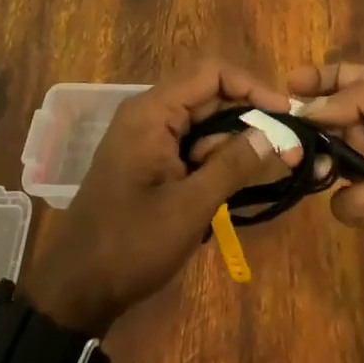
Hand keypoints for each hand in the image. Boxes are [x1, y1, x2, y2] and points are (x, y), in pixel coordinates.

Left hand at [24, 59, 298, 333]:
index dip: (252, 86)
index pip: (211, 73)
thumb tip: (277, 133)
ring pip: (205, 123)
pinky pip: (192, 145)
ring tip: (271, 169)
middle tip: (287, 148)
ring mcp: (148, 137)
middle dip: (250, 118)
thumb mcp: (190, 206)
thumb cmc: (131, 244)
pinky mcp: (151, 161)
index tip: (286, 114)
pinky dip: (218, 159)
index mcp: (152, 111)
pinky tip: (240, 182)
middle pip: (210, 96)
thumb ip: (234, 164)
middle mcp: (150, 114)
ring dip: (236, 142)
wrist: (76, 289)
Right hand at [290, 63, 363, 269]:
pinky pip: (344, 203)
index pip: (339, 78)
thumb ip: (355, 96)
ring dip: (324, 164)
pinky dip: (361, 199)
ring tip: (330, 168)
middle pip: (323, 121)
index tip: (284, 87)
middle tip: (288, 136)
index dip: (312, 80)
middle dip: (306, 128)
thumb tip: (307, 110)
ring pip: (324, 162)